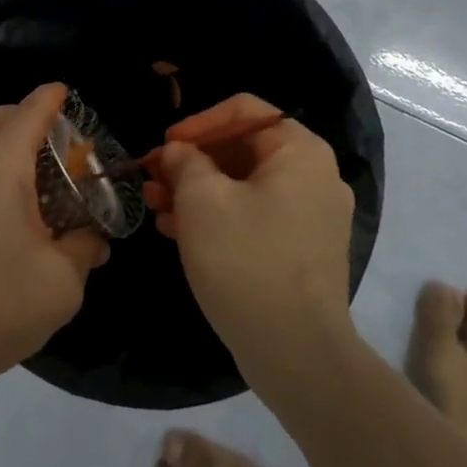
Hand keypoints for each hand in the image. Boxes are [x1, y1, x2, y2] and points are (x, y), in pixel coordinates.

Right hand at [143, 94, 358, 392]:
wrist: (297, 355)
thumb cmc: (246, 261)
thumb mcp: (202, 201)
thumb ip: (186, 162)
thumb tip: (179, 152)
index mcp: (300, 151)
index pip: (244, 111)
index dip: (198, 123)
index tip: (165, 146)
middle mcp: (314, 176)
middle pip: (243, 149)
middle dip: (192, 162)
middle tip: (152, 177)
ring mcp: (311, 216)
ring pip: (244, 185)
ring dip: (197, 190)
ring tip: (155, 205)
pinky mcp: (301, 250)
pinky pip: (254, 216)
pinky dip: (217, 216)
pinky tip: (177, 231)